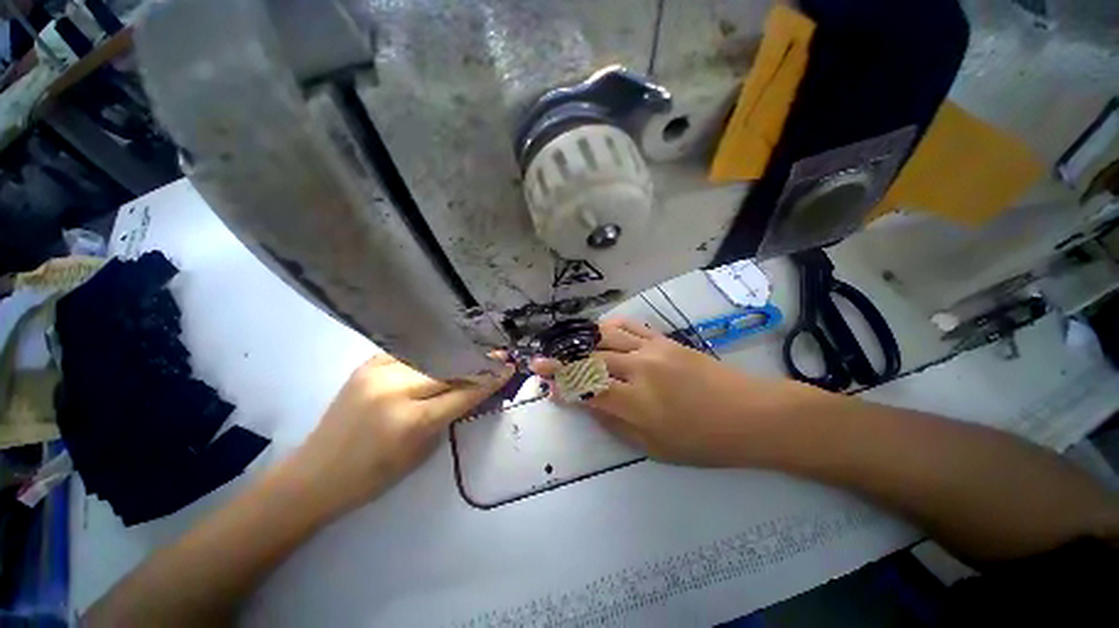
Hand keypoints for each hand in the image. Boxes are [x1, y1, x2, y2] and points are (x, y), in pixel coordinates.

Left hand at [289, 353, 512, 515]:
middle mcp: (396, 389)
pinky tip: (444, 349)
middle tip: (498, 355)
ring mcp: (379, 372)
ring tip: (475, 350)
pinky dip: (431, 351)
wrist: (316, 473)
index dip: (490, 379)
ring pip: (433, 354)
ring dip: (458, 353)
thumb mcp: (423, 451)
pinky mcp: (367, 364)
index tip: (508, 368)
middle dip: (478, 361)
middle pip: (451, 367)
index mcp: (412, 421)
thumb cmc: (374, 475)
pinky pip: (410, 351)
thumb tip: (475, 389)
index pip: (464, 392)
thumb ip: (450, 415)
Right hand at [532, 319, 797, 466]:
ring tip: (568, 344)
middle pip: (590, 358)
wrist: (749, 414)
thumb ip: (614, 422)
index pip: (586, 386)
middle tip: (544, 358)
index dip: (562, 382)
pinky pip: (630, 326)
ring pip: (605, 336)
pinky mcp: (664, 339)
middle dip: (563, 359)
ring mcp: (652, 349)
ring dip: (582, 340)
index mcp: (636, 402)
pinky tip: (599, 331)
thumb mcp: (653, 446)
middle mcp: (639, 369)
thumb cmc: (702, 441)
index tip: (544, 379)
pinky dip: (608, 326)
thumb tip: (587, 403)